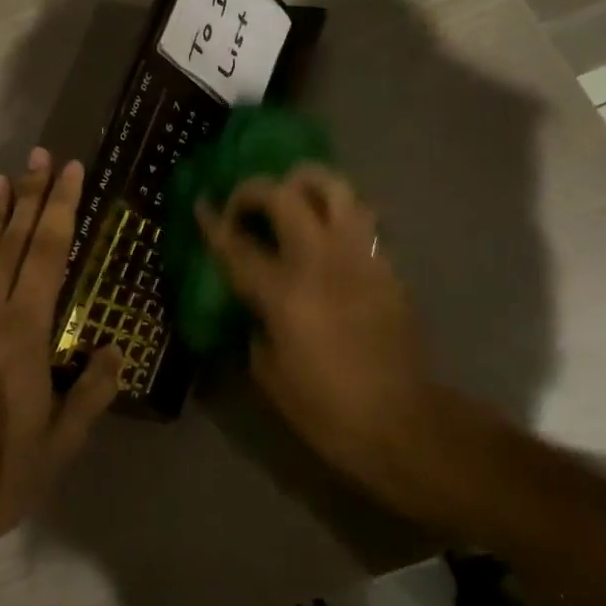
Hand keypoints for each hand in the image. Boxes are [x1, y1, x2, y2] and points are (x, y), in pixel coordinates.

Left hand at [0, 149, 122, 538]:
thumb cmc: (0, 471)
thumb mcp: (60, 441)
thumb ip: (90, 392)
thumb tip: (116, 351)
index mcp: (25, 330)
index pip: (48, 253)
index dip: (61, 209)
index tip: (71, 171)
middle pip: (15, 242)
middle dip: (31, 196)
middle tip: (39, 156)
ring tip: (0, 179)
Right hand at [196, 165, 439, 507]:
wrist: (403, 423)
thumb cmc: (326, 408)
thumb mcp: (269, 372)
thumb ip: (256, 322)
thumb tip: (255, 301)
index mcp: (284, 292)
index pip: (238, 245)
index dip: (214, 222)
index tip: (201, 204)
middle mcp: (320, 260)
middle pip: (284, 195)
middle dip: (254, 190)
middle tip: (245, 207)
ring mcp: (359, 255)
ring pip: (333, 186)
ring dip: (304, 183)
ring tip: (292, 199)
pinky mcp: (386, 263)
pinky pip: (361, 217)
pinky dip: (339, 213)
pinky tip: (328, 234)